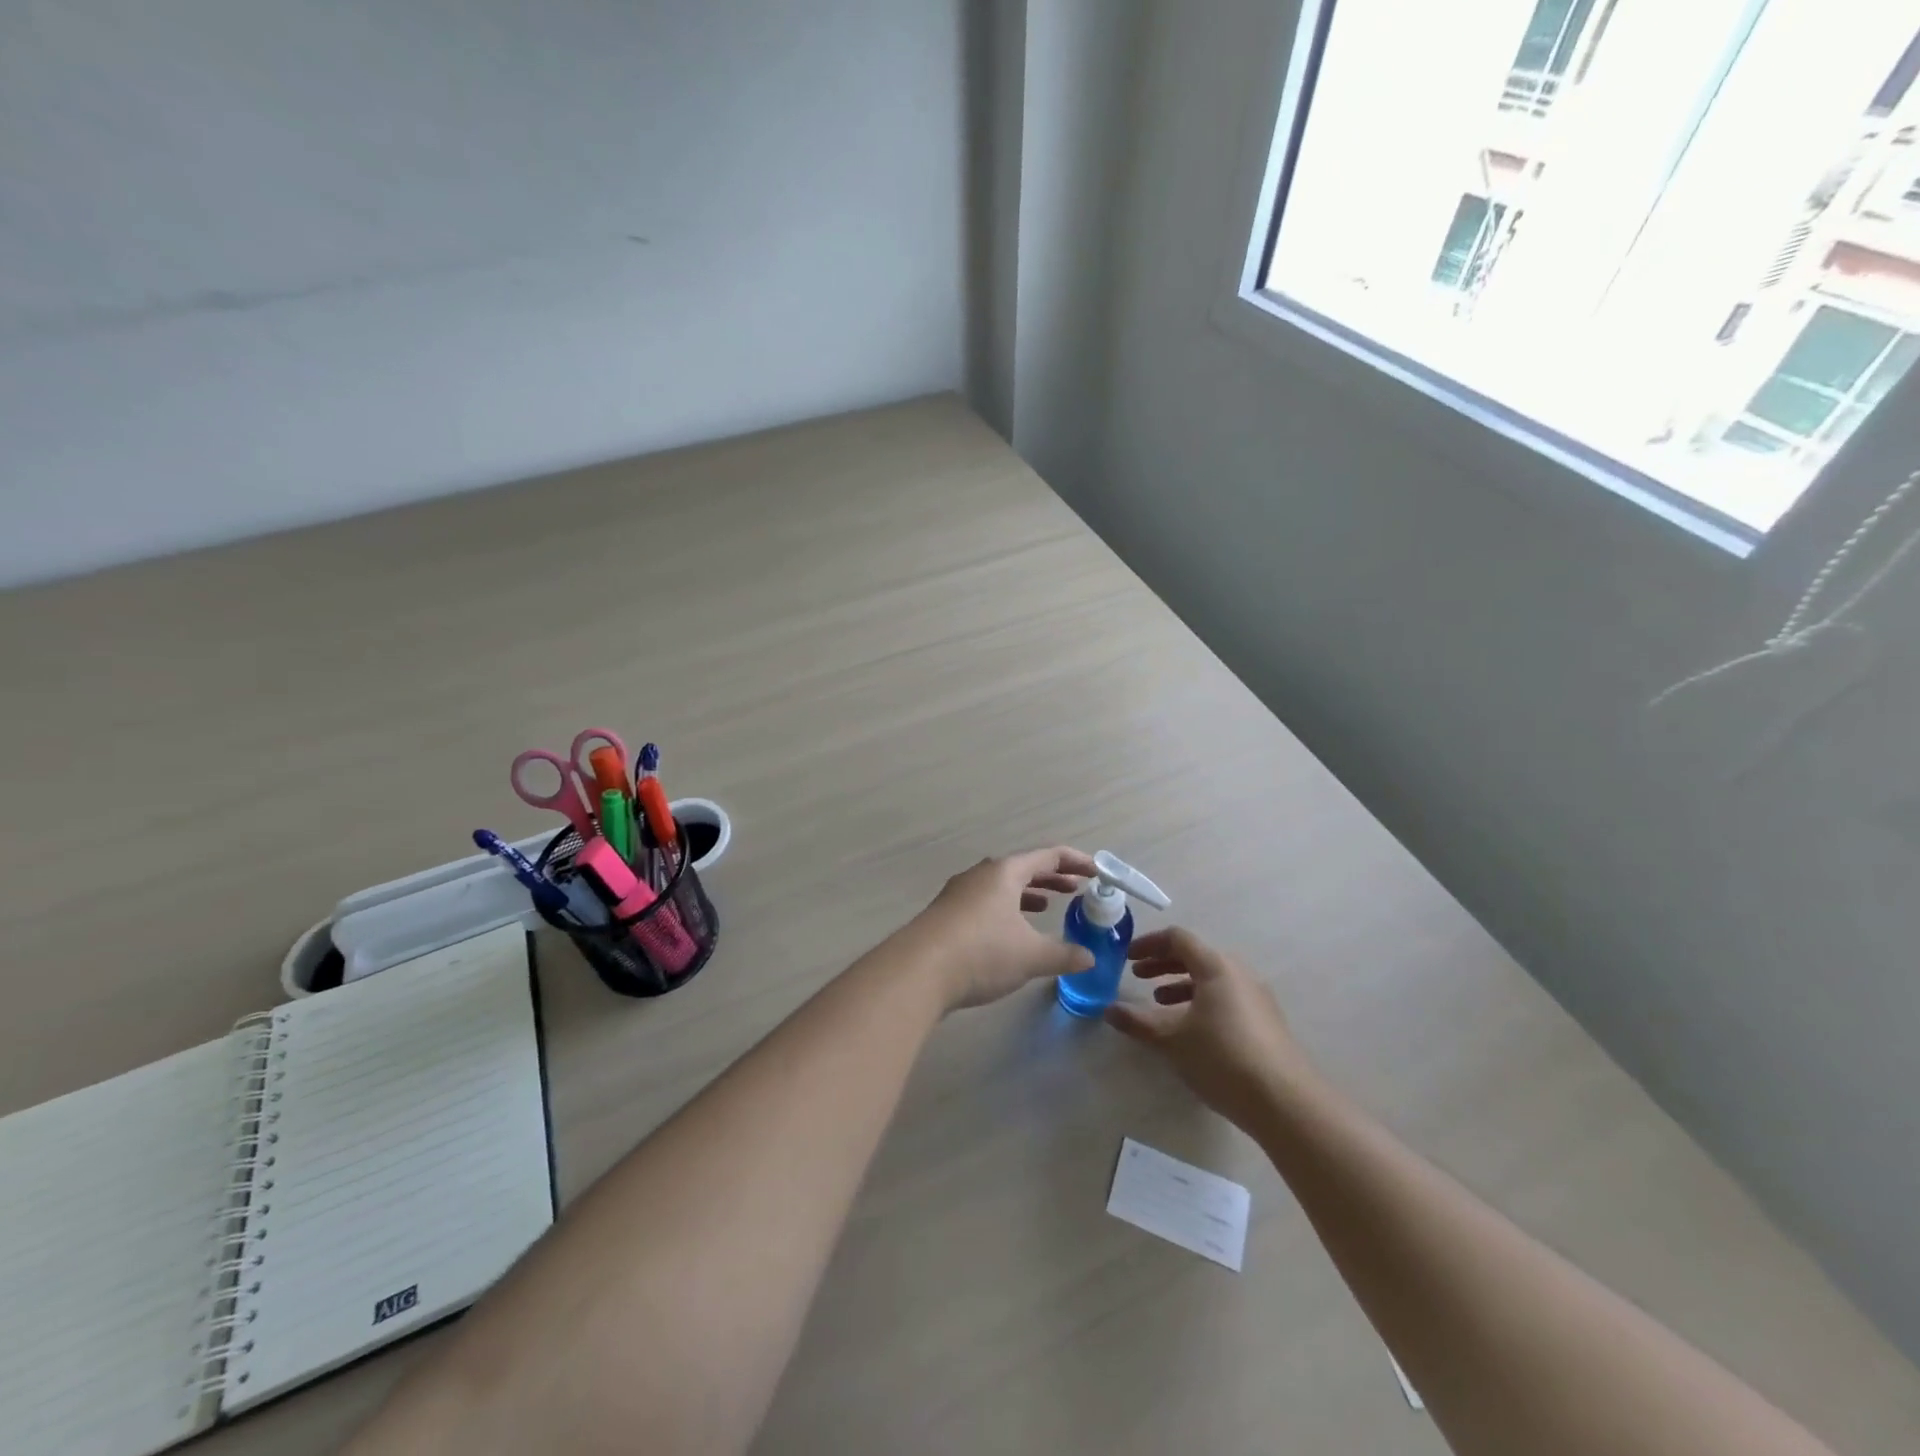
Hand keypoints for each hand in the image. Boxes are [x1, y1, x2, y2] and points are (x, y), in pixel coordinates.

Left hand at [902, 847, 1099, 1010]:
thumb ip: (1064, 955)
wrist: (918, 970)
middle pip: (1023, 868)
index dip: (1076, 862)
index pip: (1048, 856)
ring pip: (1001, 886)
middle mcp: (981, 874)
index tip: (1097, 872)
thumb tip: (1090, 957)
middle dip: (1051, 878)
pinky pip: (985, 902)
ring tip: (1046, 906)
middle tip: (1075, 890)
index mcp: (1005, 872)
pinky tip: (1009, 932)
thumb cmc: (982, 952)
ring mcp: (959, 893)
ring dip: (1027, 894)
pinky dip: (1006, 909)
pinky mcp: (946, 914)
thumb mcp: (1031, 956)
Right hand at [1105, 928, 1307, 1131]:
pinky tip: (1190, 1029)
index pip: (1178, 938)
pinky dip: (1201, 1001)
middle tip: (1137, 976)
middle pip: (1196, 956)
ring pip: (1211, 979)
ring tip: (1159, 1002)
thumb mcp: (1171, 1039)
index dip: (1148, 944)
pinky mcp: (1265, 1022)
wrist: (1285, 1102)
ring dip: (1181, 984)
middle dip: (1163, 964)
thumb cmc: (1222, 1057)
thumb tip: (1109, 1010)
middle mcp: (1239, 973)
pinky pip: (1226, 998)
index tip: (1127, 957)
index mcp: (1216, 967)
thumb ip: (1138, 1022)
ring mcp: (1256, 998)